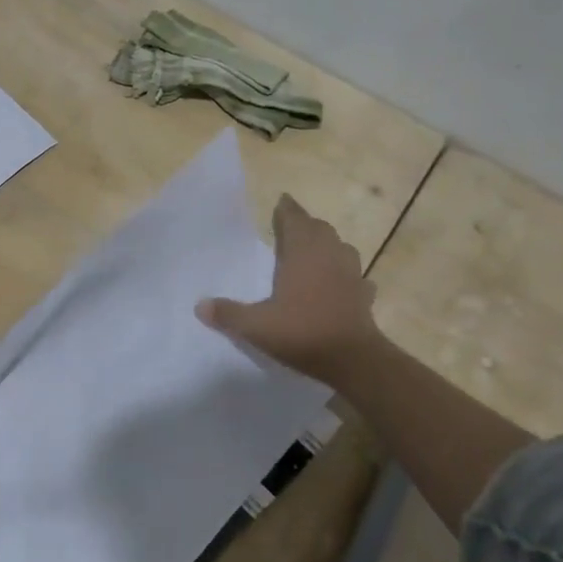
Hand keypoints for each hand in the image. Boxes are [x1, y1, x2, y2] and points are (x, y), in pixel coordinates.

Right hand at [197, 194, 381, 384]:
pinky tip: (338, 284)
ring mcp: (351, 274)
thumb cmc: (302, 332)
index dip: (286, 210)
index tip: (281, 201)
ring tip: (313, 251)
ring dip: (327, 245)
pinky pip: (354, 276)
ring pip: (340, 247)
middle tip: (290, 227)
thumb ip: (227, 313)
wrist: (354, 359)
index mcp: (301, 253)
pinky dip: (344, 274)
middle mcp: (328, 256)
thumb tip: (198, 306)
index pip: (294, 219)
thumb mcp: (256, 326)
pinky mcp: (364, 295)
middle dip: (305, 225)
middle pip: (319, 229)